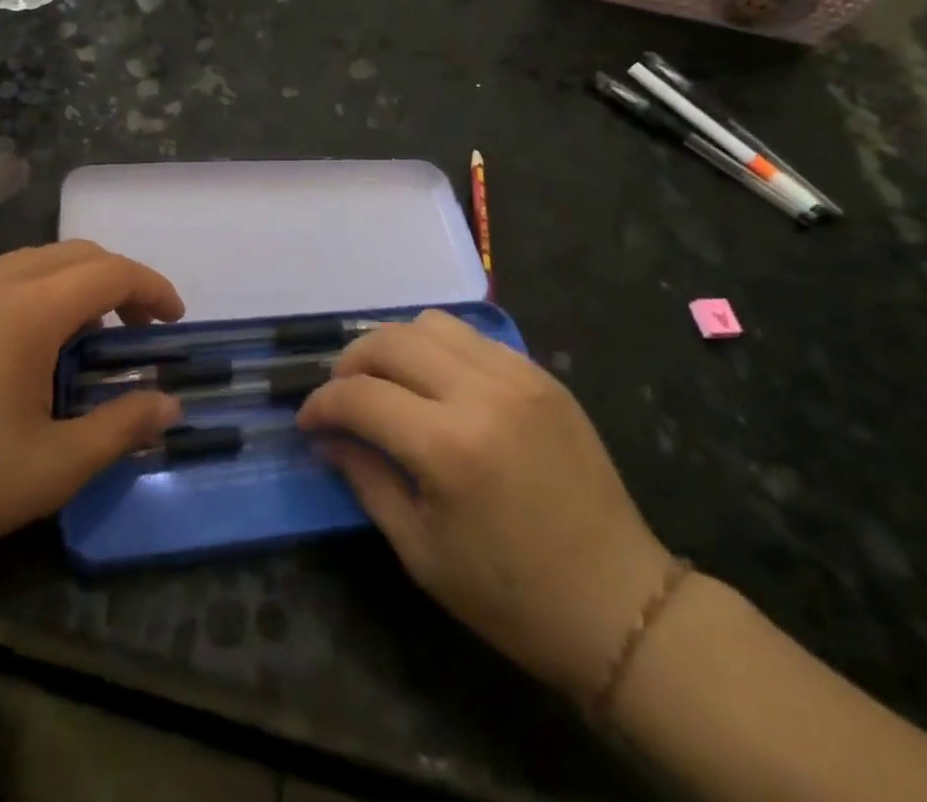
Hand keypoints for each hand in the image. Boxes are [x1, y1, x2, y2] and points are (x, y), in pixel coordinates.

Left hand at [0, 242, 183, 592]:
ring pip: (27, 265)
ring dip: (69, 286)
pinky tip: (16, 355)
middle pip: (72, 255)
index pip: (110, 271)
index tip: (174, 320)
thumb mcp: (51, 468)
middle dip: (116, 280)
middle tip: (135, 327)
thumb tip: (169, 406)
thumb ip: (120, 429)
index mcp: (27, 308)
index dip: (152, 288)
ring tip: (81, 338)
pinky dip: (28, 298)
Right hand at [297, 310, 671, 702]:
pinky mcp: (541, 374)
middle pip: (390, 341)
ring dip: (393, 346)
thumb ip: (366, 478)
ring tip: (386, 382)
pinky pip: (472, 337)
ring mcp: (517, 375)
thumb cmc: (511, 597)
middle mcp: (481, 392)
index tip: (307, 421)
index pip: (360, 396)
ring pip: (430, 323)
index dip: (322, 404)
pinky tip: (435, 384)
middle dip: (350, 363)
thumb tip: (327, 436)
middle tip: (340, 396)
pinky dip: (438, 348)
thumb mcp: (420, 551)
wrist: (620, 603)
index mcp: (448, 447)